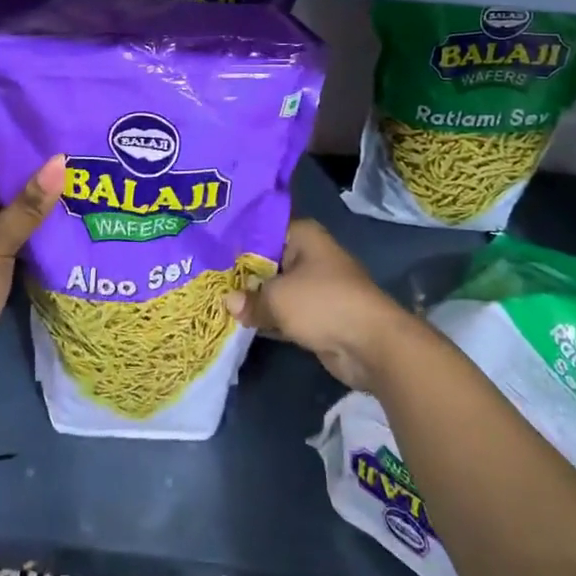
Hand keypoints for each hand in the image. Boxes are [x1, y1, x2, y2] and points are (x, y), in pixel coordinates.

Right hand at [225, 219, 418, 392]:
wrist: (371, 344)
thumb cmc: (323, 304)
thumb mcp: (278, 299)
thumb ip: (250, 300)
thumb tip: (227, 303)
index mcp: (303, 236)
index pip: (261, 231)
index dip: (236, 243)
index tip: (207, 252)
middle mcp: (309, 255)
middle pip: (267, 261)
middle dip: (241, 274)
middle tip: (204, 279)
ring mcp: (314, 287)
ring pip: (275, 289)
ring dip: (255, 299)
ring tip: (215, 301)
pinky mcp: (317, 315)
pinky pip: (285, 312)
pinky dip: (268, 318)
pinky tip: (239, 324)